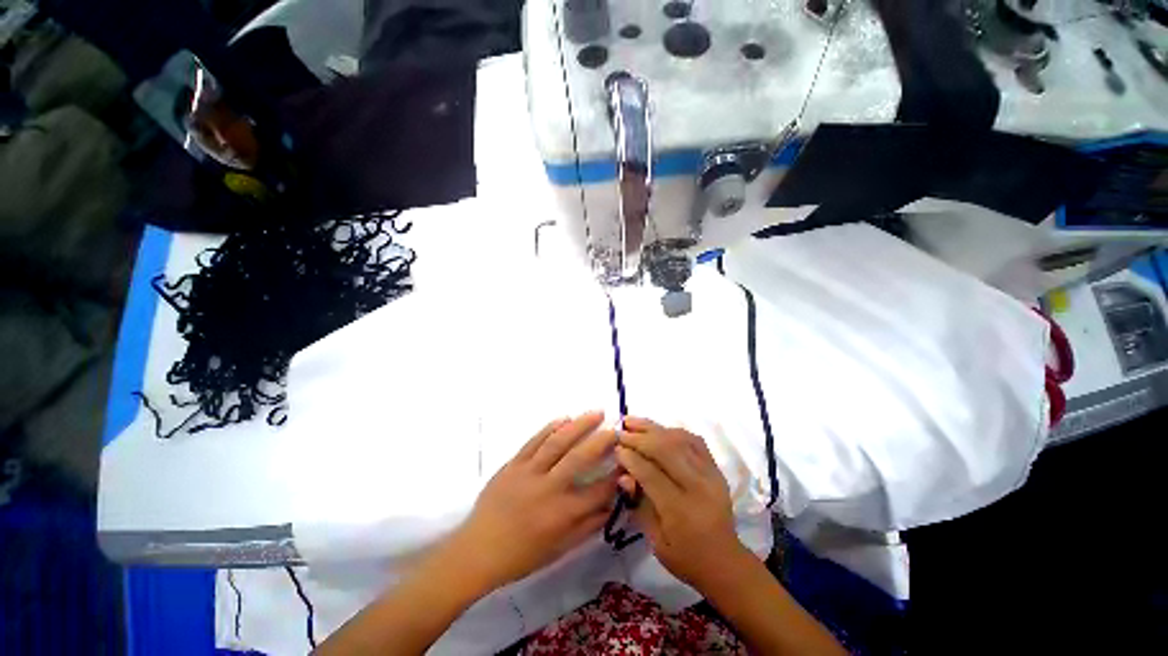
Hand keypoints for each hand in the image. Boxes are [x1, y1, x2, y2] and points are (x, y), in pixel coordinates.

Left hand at [442, 412, 618, 592]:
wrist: (478, 550)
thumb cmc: (522, 555)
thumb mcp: (559, 548)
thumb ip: (587, 526)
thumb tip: (612, 506)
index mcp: (562, 514)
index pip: (599, 490)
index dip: (617, 474)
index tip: (628, 459)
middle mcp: (548, 488)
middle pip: (580, 458)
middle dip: (602, 440)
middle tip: (616, 427)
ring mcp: (529, 472)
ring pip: (558, 442)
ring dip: (579, 425)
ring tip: (596, 412)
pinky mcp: (513, 463)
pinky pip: (534, 441)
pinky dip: (550, 427)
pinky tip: (564, 418)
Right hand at [615, 417, 751, 591]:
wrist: (725, 561)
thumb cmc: (685, 557)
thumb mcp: (656, 541)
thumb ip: (639, 505)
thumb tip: (623, 476)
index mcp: (681, 511)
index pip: (651, 474)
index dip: (631, 458)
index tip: (615, 448)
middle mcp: (698, 486)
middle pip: (666, 450)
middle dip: (640, 437)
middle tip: (621, 431)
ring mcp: (710, 474)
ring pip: (679, 439)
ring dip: (653, 428)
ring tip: (633, 421)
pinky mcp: (716, 468)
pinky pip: (694, 440)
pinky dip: (673, 431)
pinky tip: (658, 429)